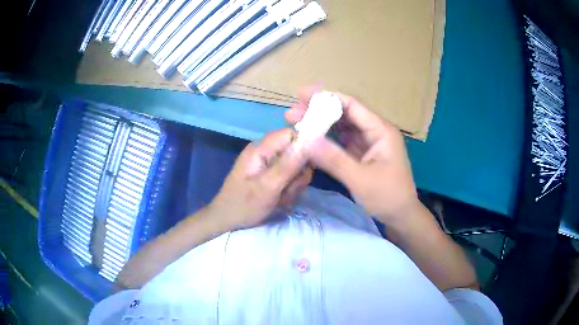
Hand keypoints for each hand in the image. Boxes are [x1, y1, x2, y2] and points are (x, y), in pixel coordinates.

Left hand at [207, 128, 309, 229]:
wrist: (227, 220)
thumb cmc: (244, 205)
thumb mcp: (268, 187)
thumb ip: (289, 165)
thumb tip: (309, 141)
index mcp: (261, 148)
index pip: (292, 133)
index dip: (304, 146)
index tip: (308, 166)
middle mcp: (266, 152)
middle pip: (296, 152)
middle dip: (298, 174)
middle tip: (288, 190)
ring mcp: (268, 164)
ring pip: (295, 168)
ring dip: (293, 186)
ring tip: (281, 199)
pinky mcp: (270, 175)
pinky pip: (289, 178)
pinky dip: (288, 191)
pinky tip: (279, 201)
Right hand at [285, 88, 418, 225]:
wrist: (401, 215)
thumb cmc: (387, 196)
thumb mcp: (360, 179)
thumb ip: (333, 159)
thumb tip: (306, 140)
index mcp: (380, 130)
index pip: (351, 105)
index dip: (326, 98)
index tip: (300, 94)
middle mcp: (374, 131)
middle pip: (344, 113)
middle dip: (318, 111)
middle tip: (292, 113)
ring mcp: (368, 142)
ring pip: (341, 127)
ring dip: (320, 124)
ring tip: (296, 123)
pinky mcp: (362, 154)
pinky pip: (342, 141)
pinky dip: (326, 139)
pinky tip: (311, 139)